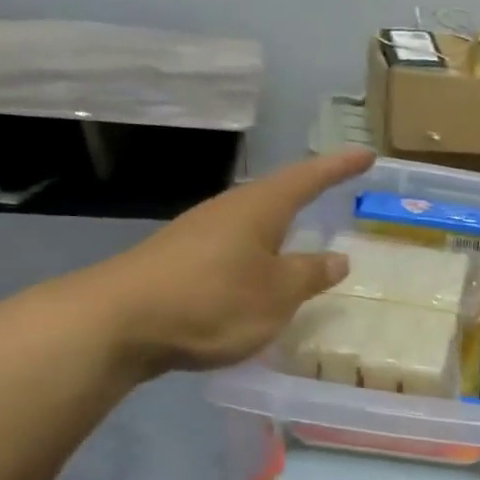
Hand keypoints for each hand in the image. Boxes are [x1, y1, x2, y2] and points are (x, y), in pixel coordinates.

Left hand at [71, 150, 374, 375]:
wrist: (113, 325)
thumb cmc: (212, 300)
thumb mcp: (277, 293)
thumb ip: (310, 274)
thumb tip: (338, 258)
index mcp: (258, 209)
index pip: (308, 179)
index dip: (339, 167)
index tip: (366, 154)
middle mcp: (228, 212)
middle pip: (276, 195)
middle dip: (307, 193)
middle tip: (336, 191)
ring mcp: (198, 236)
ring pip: (252, 224)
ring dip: (280, 228)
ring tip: (302, 236)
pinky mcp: (178, 262)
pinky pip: (233, 249)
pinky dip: (257, 256)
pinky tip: (258, 277)